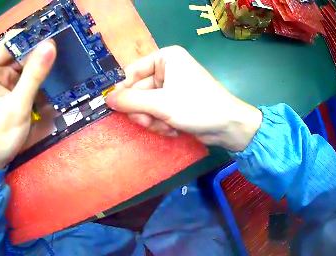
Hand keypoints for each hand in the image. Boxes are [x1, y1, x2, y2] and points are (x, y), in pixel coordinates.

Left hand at [0, 32, 55, 169]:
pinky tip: (49, 76)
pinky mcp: (8, 86)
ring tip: (60, 62)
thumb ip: (33, 76)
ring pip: (23, 60)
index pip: (12, 40)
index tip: (55, 36)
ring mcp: (1, 78)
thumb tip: (51, 45)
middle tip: (63, 50)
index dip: (32, 36)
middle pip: (19, 49)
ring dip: (39, 62)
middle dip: (38, 49)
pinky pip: (24, 73)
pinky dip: (36, 74)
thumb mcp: (17, 107)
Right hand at [106, 46, 261, 151]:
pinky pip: (157, 113)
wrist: (227, 126)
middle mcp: (167, 70)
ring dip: (153, 120)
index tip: (116, 107)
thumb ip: (131, 101)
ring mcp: (171, 87)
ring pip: (146, 105)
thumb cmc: (197, 106)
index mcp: (165, 58)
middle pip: (139, 91)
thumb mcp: (161, 103)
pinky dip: (162, 124)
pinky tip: (174, 129)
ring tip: (166, 126)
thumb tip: (107, 99)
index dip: (123, 90)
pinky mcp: (175, 103)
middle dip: (143, 110)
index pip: (132, 72)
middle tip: (148, 121)